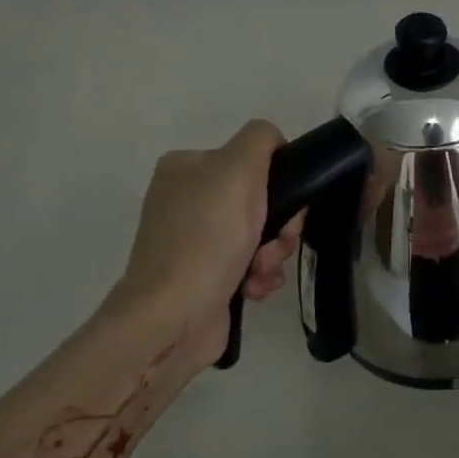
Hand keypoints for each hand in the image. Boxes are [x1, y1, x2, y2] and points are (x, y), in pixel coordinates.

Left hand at [106, 120, 301, 371]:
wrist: (174, 317)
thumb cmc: (207, 239)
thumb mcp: (237, 170)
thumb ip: (260, 140)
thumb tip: (275, 143)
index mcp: (187, 167)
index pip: (254, 159)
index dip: (279, 182)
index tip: (284, 207)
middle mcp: (188, 200)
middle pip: (263, 200)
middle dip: (279, 226)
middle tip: (274, 245)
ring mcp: (196, 241)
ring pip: (263, 235)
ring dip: (273, 254)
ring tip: (260, 271)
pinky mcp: (206, 277)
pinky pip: (252, 266)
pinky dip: (260, 276)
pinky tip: (253, 288)